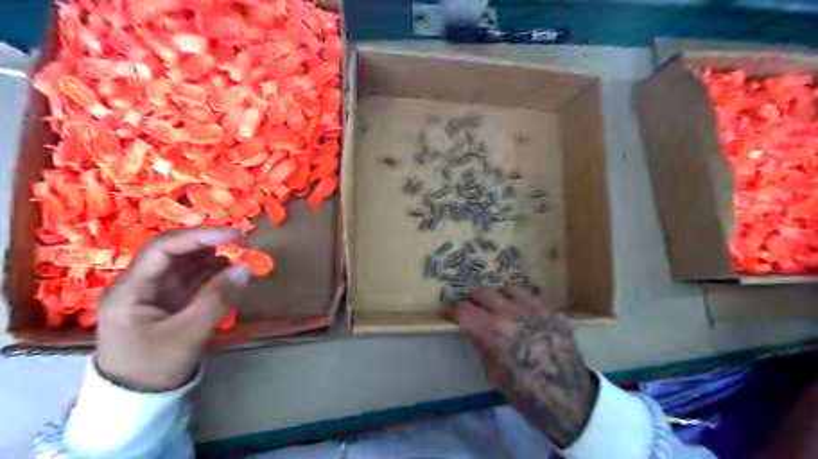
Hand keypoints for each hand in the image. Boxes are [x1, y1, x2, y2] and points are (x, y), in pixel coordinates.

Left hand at [96, 226, 250, 390]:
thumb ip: (217, 300)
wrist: (137, 401)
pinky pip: (196, 280)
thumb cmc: (153, 367)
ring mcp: (158, 293)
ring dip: (216, 258)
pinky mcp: (172, 302)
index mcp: (132, 288)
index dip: (200, 236)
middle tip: (244, 244)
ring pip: (188, 265)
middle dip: (210, 245)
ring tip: (243, 257)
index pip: (164, 248)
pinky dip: (216, 275)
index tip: (234, 235)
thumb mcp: (188, 334)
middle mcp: (143, 283)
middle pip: (177, 253)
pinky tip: (233, 274)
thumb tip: (246, 268)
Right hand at [451, 284, 598, 448]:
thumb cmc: (525, 394)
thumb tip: (472, 329)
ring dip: (499, 296)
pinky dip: (522, 301)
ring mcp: (533, 309)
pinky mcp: (551, 311)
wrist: (568, 399)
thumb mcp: (493, 374)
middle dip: (473, 300)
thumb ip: (481, 345)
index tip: (452, 312)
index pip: (463, 310)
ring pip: (508, 288)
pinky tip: (523, 314)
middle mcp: (510, 313)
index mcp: (492, 332)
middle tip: (472, 308)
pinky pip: (531, 296)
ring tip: (500, 306)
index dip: (454, 310)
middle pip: (482, 293)